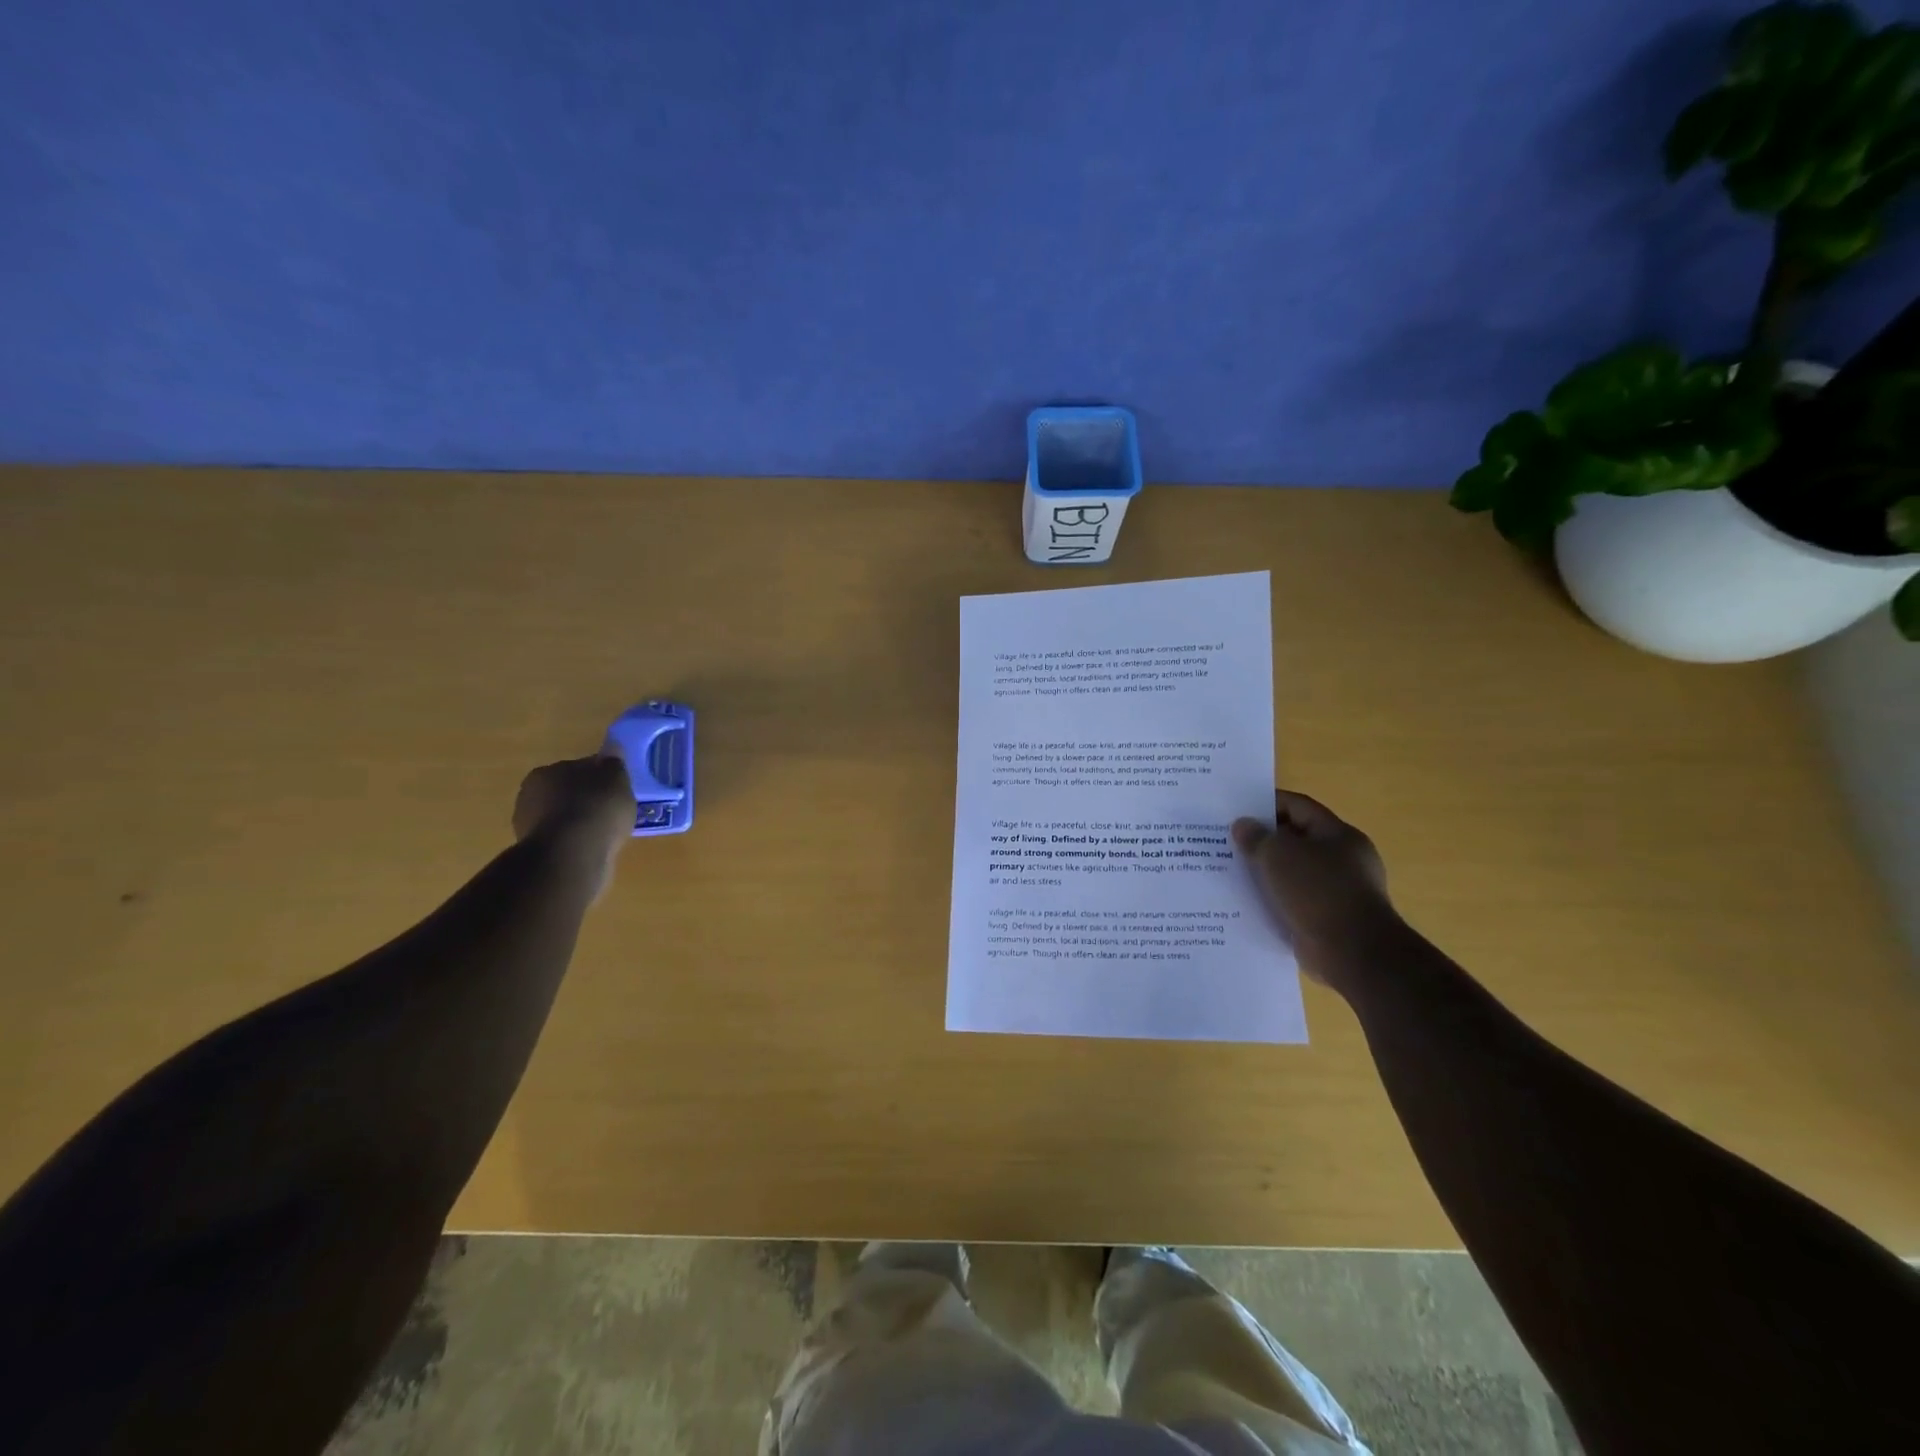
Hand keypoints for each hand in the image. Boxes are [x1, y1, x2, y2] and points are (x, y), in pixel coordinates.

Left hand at [512, 756, 633, 894]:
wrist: (571, 857)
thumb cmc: (595, 809)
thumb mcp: (616, 778)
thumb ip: (614, 762)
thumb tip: (612, 747)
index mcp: (546, 772)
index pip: (578, 768)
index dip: (600, 776)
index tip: (617, 787)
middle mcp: (530, 795)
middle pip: (568, 793)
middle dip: (587, 799)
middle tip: (613, 810)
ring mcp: (529, 827)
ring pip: (565, 818)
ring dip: (582, 823)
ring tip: (608, 833)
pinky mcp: (537, 854)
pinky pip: (565, 841)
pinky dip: (578, 843)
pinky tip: (595, 848)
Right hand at [1232, 790, 1394, 984]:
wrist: (1353, 953)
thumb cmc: (1318, 891)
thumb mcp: (1278, 855)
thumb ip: (1257, 837)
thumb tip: (1242, 826)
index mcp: (1339, 835)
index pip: (1299, 807)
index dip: (1267, 803)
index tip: (1236, 809)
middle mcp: (1343, 860)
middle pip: (1296, 839)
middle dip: (1263, 839)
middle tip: (1228, 841)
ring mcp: (1339, 891)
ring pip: (1294, 873)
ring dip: (1266, 872)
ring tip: (1232, 871)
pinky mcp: (1329, 919)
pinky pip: (1295, 901)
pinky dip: (1274, 899)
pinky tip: (1248, 902)